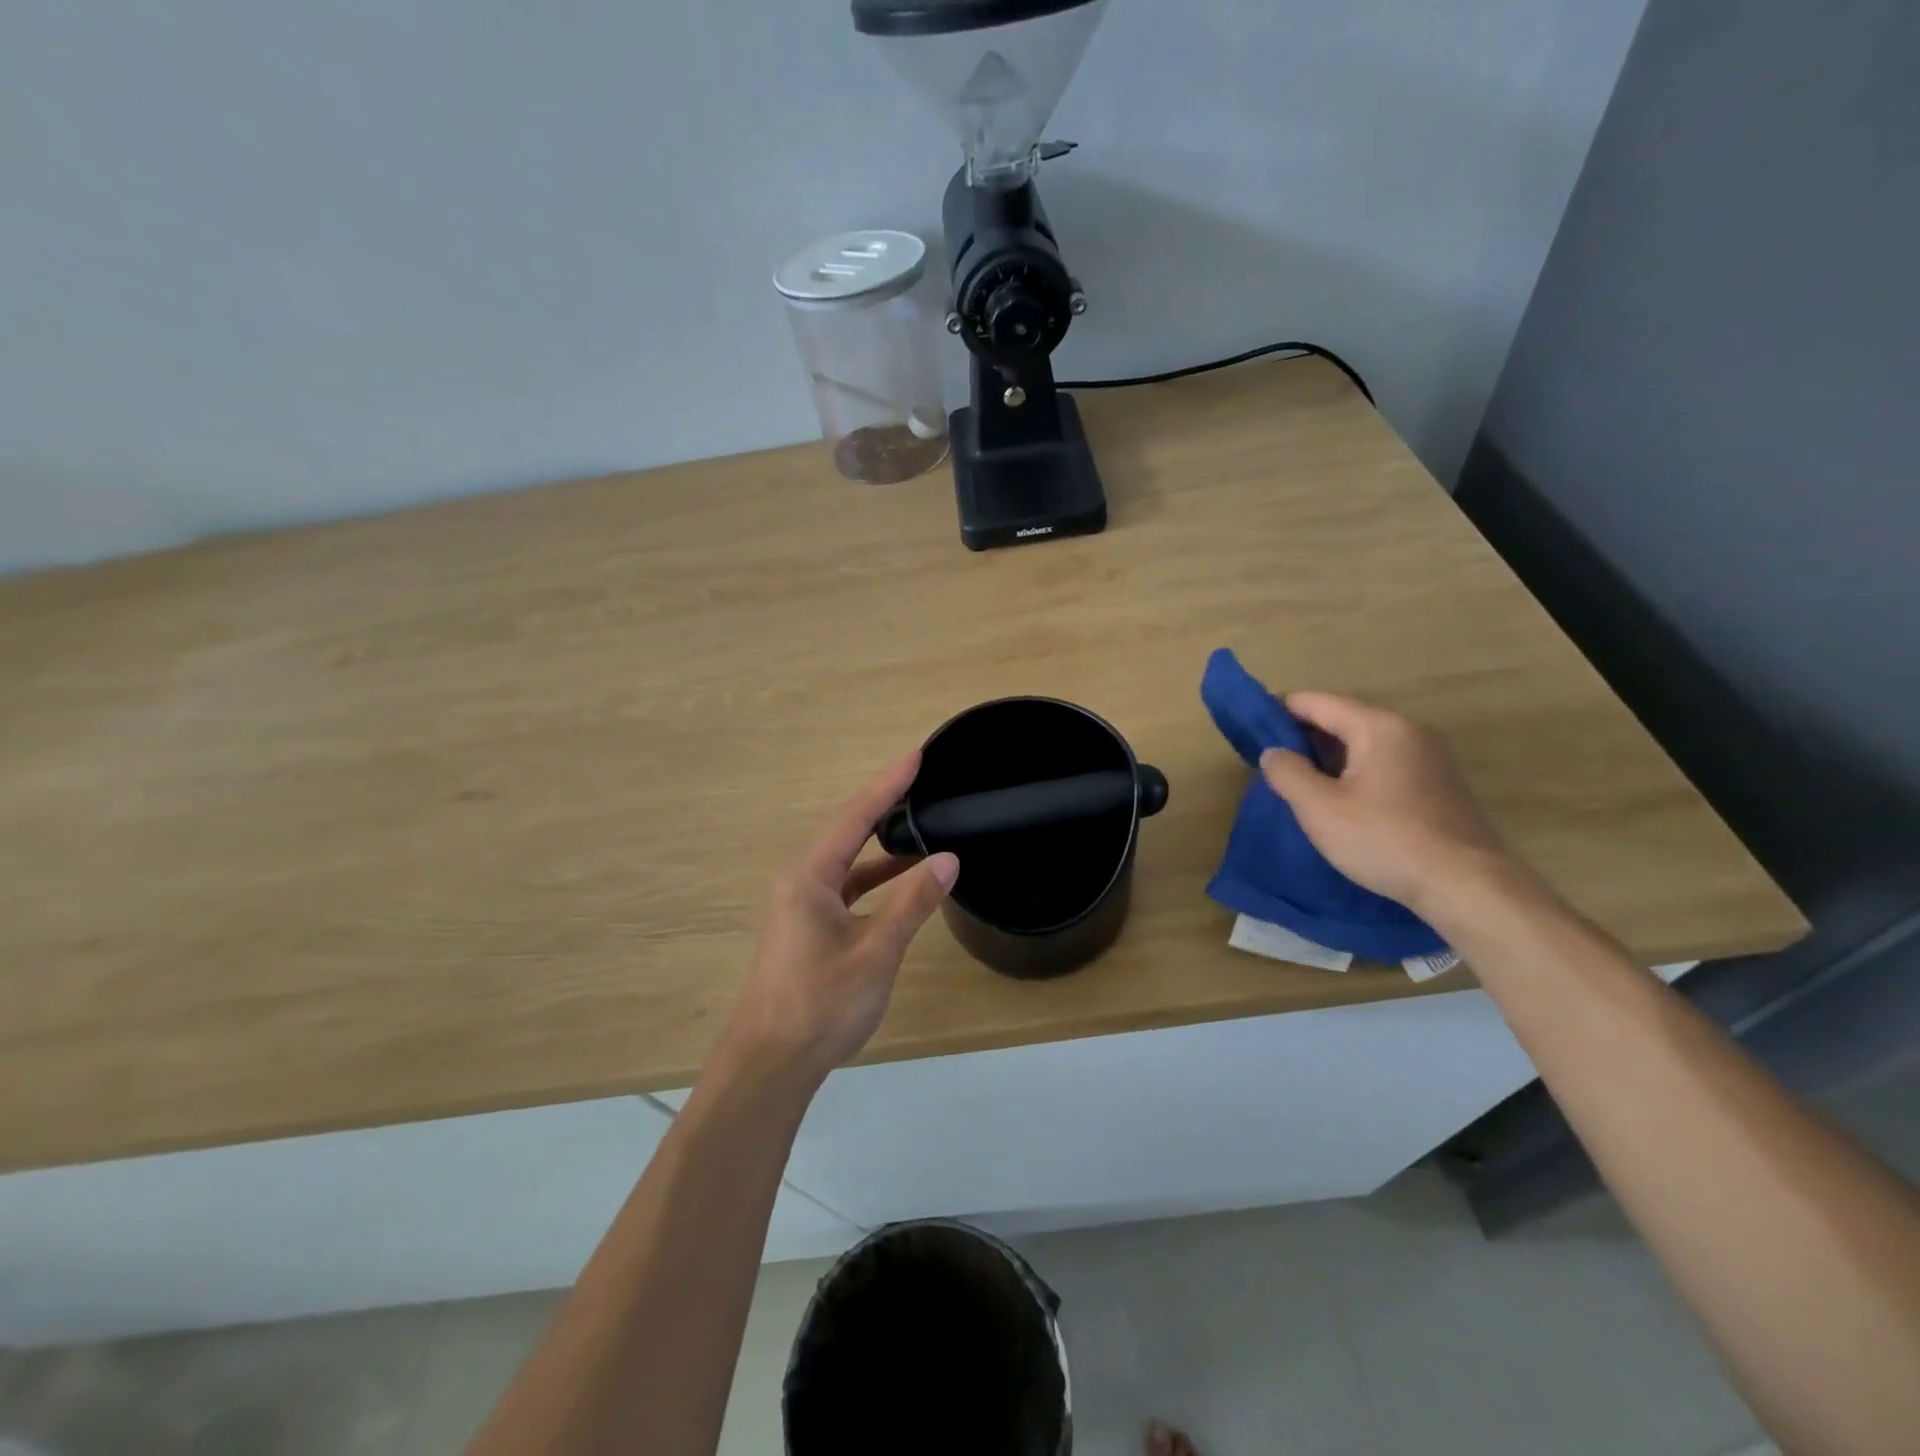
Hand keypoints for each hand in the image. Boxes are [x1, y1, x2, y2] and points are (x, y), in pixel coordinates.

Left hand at [724, 752, 958, 1082]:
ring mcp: (800, 905)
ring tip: (918, 821)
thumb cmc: (821, 1004)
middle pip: (847, 831)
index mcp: (809, 876)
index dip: (888, 784)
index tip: (916, 755)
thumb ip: (913, 901)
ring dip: (880, 844)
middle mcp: (799, 881)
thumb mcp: (876, 950)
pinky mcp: (806, 928)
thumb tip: (949, 858)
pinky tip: (900, 878)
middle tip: (920, 778)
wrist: (769, 1065)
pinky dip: (873, 877)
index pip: (856, 817)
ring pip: (846, 861)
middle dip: (884, 804)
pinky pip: (844, 887)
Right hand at [1258, 692, 1509, 911]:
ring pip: (1366, 743)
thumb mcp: (1319, 808)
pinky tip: (1341, 798)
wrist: (1466, 885)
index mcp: (1378, 727)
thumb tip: (1273, 752)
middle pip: (1344, 719)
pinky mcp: (1440, 785)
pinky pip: (1386, 763)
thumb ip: (1288, 773)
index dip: (1279, 709)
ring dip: (1330, 755)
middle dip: (1304, 734)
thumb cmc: (1385, 839)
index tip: (1250, 724)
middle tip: (1271, 757)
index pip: (1318, 702)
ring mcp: (1431, 757)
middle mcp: (1409, 731)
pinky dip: (1356, 770)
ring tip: (1299, 779)